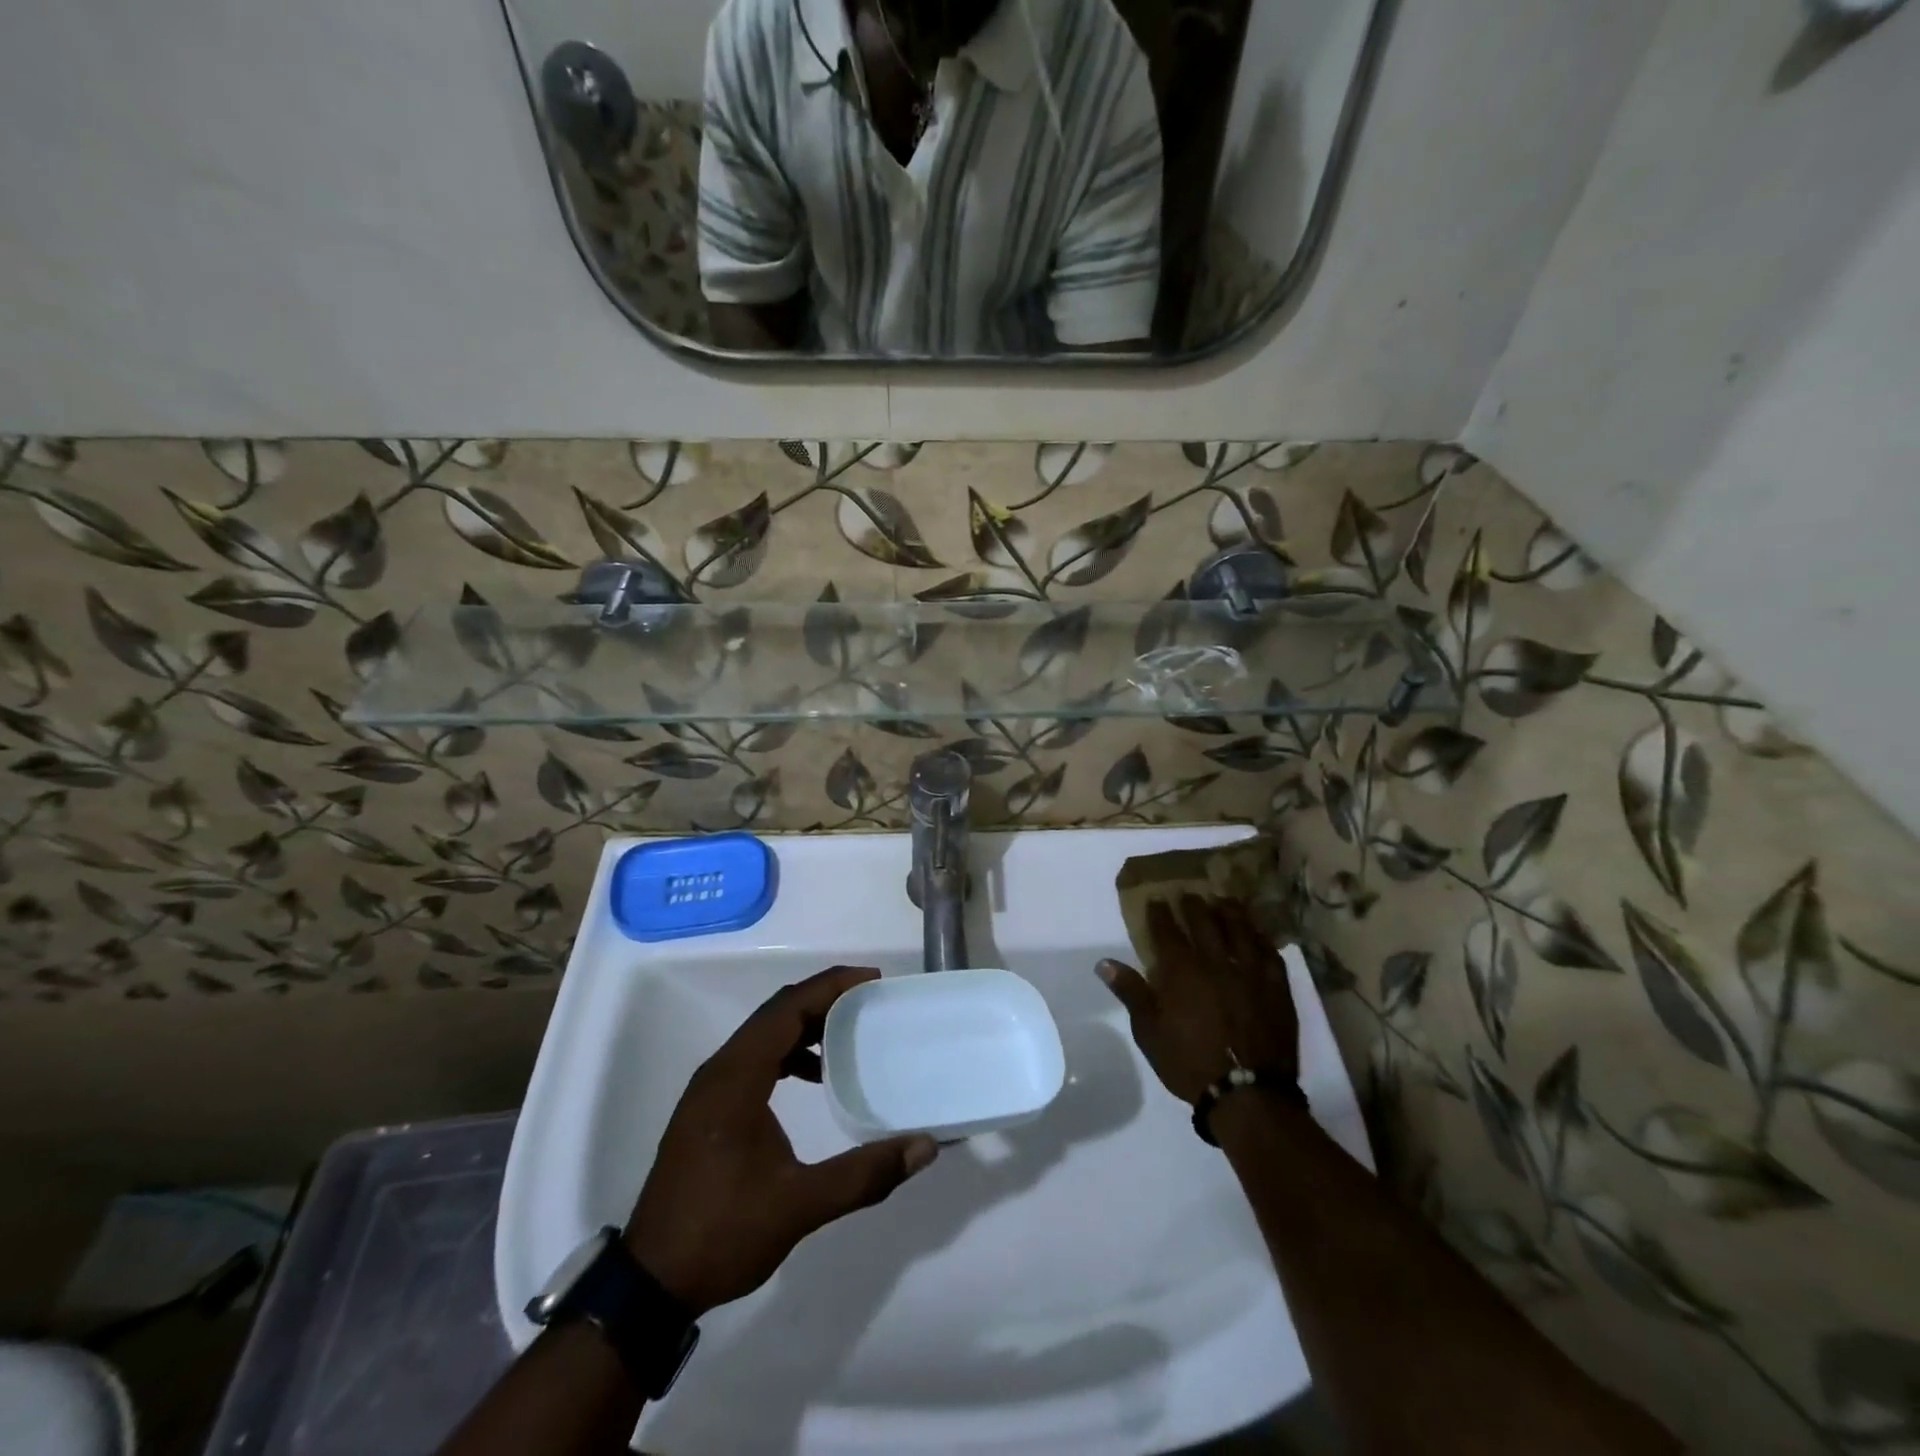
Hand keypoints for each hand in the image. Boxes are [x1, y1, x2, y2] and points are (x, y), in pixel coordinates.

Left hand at [623, 967, 938, 1315]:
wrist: (650, 1283)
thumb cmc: (722, 1233)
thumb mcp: (799, 1206)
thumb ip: (863, 1175)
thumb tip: (923, 1148)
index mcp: (736, 1078)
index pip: (788, 1008)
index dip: (831, 986)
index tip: (872, 980)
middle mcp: (720, 1070)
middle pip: (776, 1012)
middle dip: (823, 998)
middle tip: (869, 1000)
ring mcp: (710, 1089)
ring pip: (763, 1034)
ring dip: (804, 1024)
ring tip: (848, 1034)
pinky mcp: (709, 1108)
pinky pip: (753, 1058)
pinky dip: (786, 1051)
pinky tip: (812, 1076)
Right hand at [1097, 895, 1299, 1104]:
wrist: (1248, 1093)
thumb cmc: (1189, 1062)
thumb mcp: (1149, 1031)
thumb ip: (1130, 992)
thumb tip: (1103, 962)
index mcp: (1181, 971)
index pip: (1167, 931)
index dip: (1160, 913)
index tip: (1156, 899)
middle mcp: (1215, 962)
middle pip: (1204, 922)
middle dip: (1193, 905)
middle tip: (1188, 894)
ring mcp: (1249, 972)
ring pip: (1239, 930)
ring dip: (1228, 912)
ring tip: (1223, 900)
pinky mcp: (1276, 987)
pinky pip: (1269, 952)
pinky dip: (1260, 938)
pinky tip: (1256, 934)